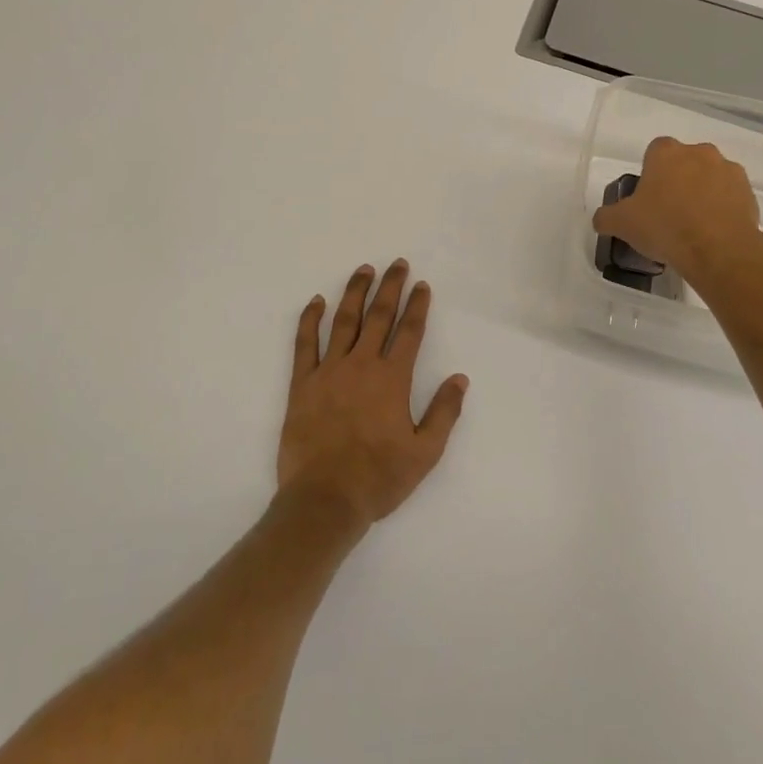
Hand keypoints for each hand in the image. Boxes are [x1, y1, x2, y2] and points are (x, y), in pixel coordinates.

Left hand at [278, 260, 468, 526]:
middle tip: (398, 264)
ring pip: (343, 321)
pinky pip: (305, 343)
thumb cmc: (379, 478)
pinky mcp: (302, 383)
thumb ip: (444, 412)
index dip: (417, 306)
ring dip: (355, 292)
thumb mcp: (425, 453)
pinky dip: (310, 319)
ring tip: (364, 270)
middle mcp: (362, 365)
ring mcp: (329, 371)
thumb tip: (460, 378)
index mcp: (393, 379)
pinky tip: (316, 301)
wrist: (325, 499)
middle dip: (390, 288)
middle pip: (378, 316)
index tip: (422, 285)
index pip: (409, 332)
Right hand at [592, 137, 762, 282]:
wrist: (718, 250)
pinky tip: (713, 232)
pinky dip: (722, 208)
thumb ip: (606, 216)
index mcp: (666, 152)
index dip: (650, 173)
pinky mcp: (749, 192)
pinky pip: (730, 196)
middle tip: (668, 212)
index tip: (647, 197)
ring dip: (702, 193)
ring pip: (710, 177)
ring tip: (694, 226)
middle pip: (684, 162)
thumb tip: (602, 219)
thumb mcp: (622, 224)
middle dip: (678, 180)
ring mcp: (728, 170)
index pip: (654, 151)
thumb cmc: (664, 227)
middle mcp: (699, 152)